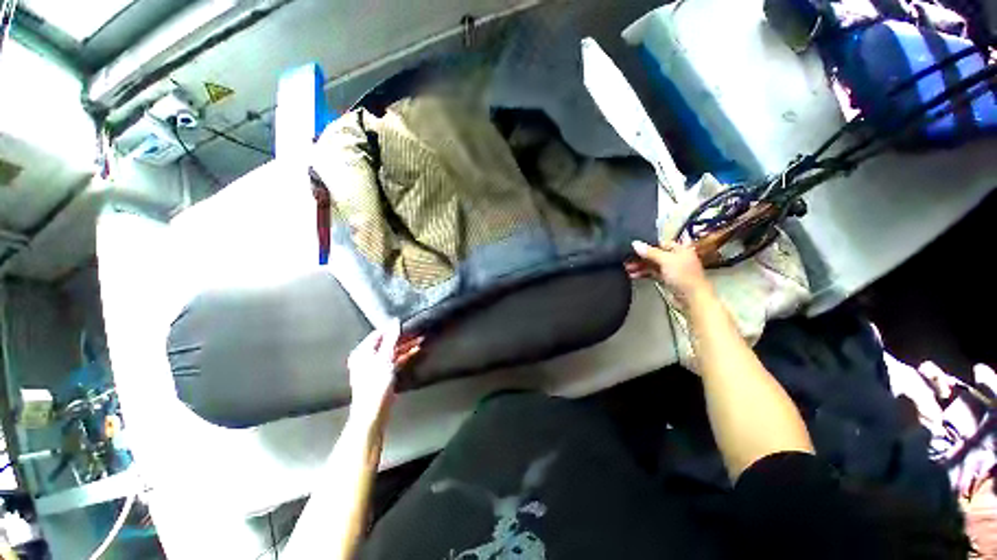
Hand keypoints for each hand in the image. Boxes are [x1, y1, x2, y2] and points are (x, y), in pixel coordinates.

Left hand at [346, 319, 422, 421]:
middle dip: (402, 338)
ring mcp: (376, 367)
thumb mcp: (385, 358)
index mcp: (363, 352)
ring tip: (420, 340)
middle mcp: (367, 357)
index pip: (379, 334)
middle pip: (387, 343)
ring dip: (406, 346)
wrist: (373, 412)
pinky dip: (405, 356)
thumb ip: (391, 339)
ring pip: (393, 351)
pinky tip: (416, 351)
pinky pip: (395, 360)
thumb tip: (395, 322)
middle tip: (417, 332)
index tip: (407, 323)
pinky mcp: (383, 375)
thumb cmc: (376, 384)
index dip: (393, 328)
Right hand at [625, 240, 712, 306]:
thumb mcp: (666, 260)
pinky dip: (642, 274)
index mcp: (680, 250)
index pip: (660, 243)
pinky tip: (633, 275)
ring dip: (639, 266)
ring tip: (627, 268)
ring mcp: (671, 270)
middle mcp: (676, 258)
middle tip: (627, 259)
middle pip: (654, 254)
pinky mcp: (666, 280)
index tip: (633, 247)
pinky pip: (652, 274)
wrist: (691, 299)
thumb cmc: (685, 277)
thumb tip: (635, 243)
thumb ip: (650, 252)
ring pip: (652, 265)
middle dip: (640, 257)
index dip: (647, 245)